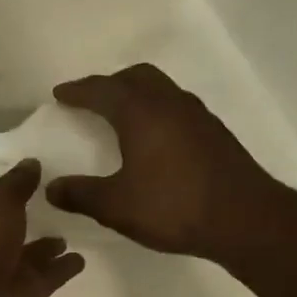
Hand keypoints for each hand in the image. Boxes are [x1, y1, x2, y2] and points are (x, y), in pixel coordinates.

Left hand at [0, 160, 84, 296]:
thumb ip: (17, 183)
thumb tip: (31, 163)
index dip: (6, 185)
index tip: (33, 171)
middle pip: (6, 225)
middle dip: (26, 214)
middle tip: (58, 195)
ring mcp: (3, 271)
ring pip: (30, 252)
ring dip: (48, 243)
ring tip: (74, 223)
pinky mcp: (26, 294)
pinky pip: (50, 275)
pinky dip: (64, 266)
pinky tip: (83, 255)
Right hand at [45, 65, 278, 257]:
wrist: (244, 219)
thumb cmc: (174, 207)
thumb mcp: (117, 206)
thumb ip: (81, 195)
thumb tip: (52, 188)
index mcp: (141, 112)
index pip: (102, 90)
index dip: (78, 91)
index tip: (60, 95)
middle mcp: (169, 103)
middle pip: (136, 77)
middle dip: (110, 84)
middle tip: (92, 100)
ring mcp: (197, 115)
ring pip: (161, 89)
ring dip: (137, 95)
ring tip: (121, 117)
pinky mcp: (214, 133)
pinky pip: (176, 108)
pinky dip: (157, 112)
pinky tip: (155, 140)